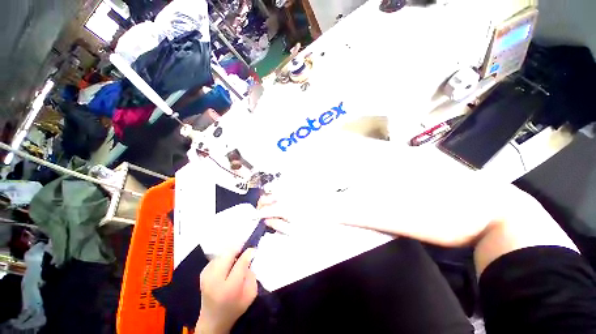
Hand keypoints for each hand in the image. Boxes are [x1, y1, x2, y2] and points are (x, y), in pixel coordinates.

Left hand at [196, 249, 257, 333]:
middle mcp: (215, 279)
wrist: (212, 320)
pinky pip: (216, 258)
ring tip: (236, 258)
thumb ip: (252, 275)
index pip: (241, 263)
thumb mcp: (250, 294)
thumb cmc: (234, 308)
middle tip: (244, 251)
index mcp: (230, 288)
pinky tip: (227, 264)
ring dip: (231, 253)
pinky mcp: (203, 273)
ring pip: (222, 254)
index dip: (248, 253)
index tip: (253, 250)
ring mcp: (206, 275)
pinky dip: (224, 257)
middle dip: (238, 249)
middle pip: (228, 254)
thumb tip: (249, 258)